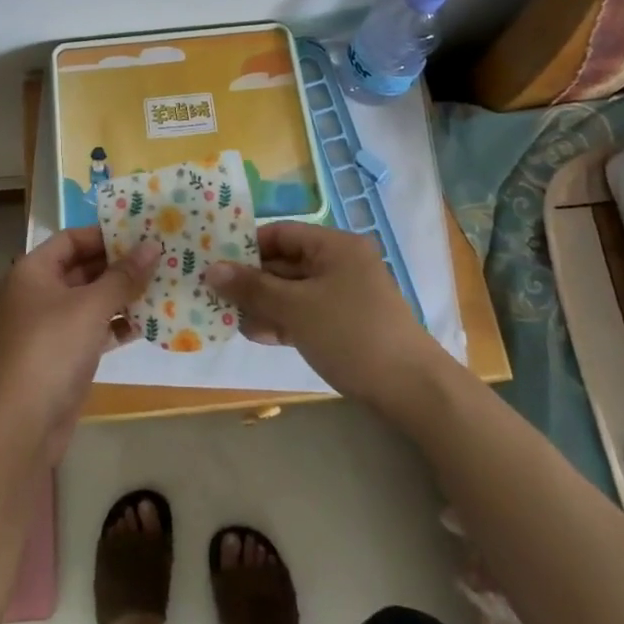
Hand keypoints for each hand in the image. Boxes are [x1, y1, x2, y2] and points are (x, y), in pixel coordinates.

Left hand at [0, 226, 158, 460]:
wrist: (22, 423)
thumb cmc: (52, 348)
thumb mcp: (91, 306)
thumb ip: (124, 275)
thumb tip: (153, 245)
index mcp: (34, 270)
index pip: (72, 239)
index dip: (105, 233)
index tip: (142, 231)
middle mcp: (39, 292)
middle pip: (83, 268)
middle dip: (120, 264)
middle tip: (161, 256)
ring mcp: (51, 325)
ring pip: (92, 300)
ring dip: (124, 295)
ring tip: (164, 285)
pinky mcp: (65, 355)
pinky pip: (95, 328)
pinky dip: (118, 324)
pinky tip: (150, 322)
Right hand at [205, 223, 443, 410]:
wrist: (411, 390)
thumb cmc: (350, 333)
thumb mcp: (295, 308)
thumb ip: (252, 287)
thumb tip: (211, 269)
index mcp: (334, 245)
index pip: (281, 233)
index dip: (247, 245)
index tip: (215, 262)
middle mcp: (339, 263)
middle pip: (285, 263)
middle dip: (251, 280)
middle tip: (215, 294)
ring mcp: (344, 295)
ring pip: (293, 291)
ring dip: (263, 304)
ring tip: (229, 318)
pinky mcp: (345, 324)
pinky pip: (305, 313)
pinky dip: (282, 320)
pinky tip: (256, 334)